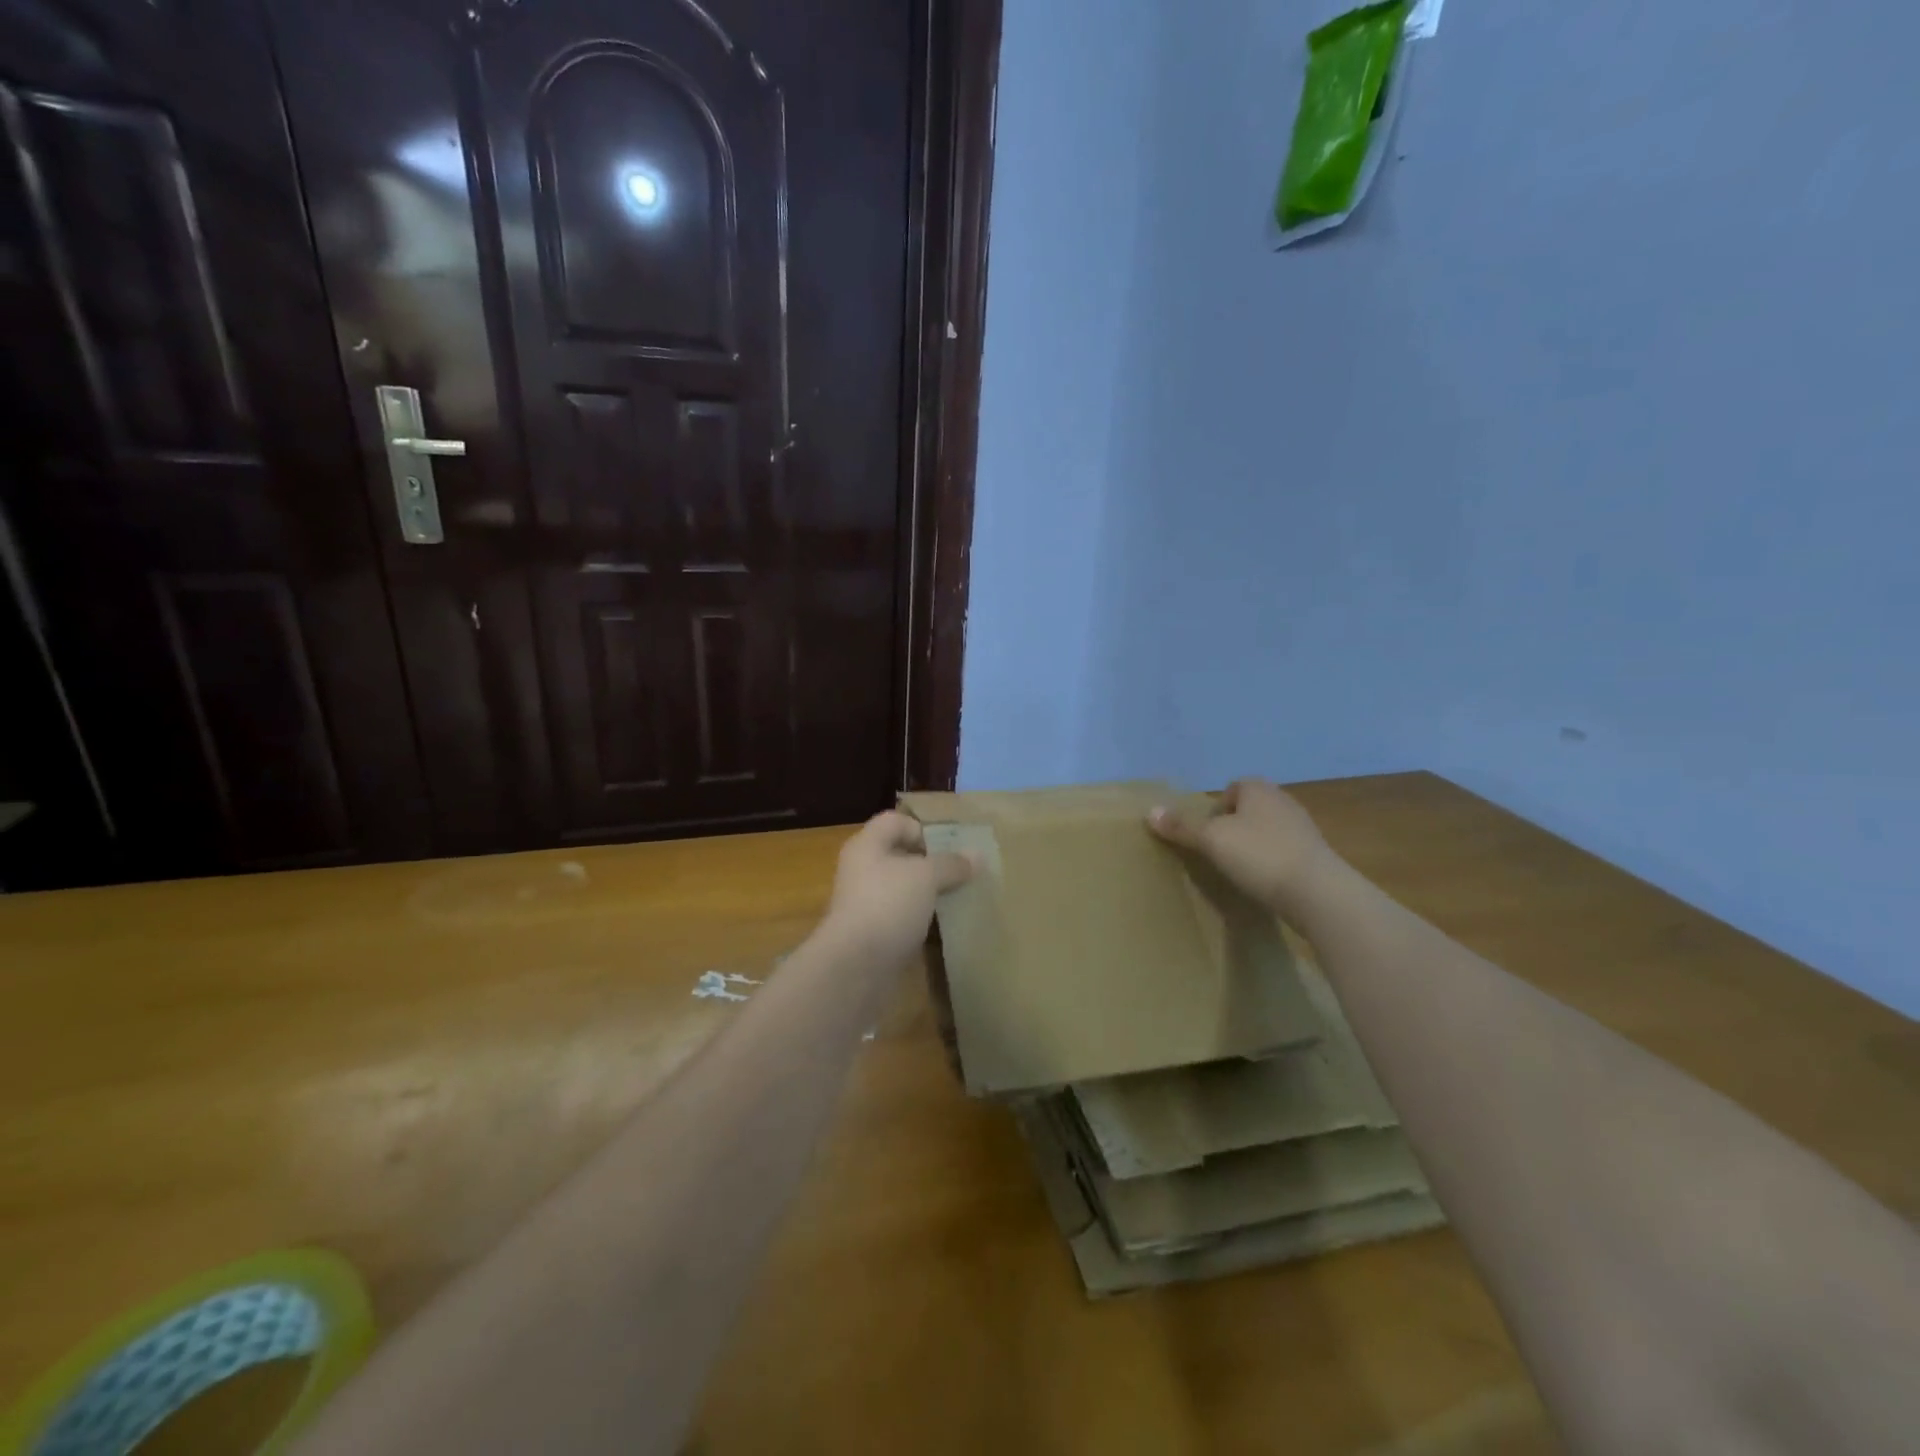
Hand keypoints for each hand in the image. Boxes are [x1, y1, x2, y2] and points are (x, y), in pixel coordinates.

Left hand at [821, 811, 974, 966]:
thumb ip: (952, 864)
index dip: (923, 828)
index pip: (895, 821)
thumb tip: (977, 855)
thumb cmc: (888, 905)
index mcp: (867, 845)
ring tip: (958, 898)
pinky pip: (902, 916)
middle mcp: (862, 869)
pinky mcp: (873, 933)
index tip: (950, 848)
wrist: (854, 967)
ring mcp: (866, 903)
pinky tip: (943, 926)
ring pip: (903, 888)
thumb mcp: (926, 877)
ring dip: (929, 892)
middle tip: (962, 872)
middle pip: (900, 855)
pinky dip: (921, 918)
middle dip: (932, 862)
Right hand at [1147, 778, 1336, 913]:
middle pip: (1248, 809)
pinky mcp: (1315, 856)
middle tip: (1217, 852)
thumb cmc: (1259, 855)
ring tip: (1238, 870)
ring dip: (1252, 846)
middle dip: (1232, 827)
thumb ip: (1182, 826)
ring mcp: (1303, 829)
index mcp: (1258, 789)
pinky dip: (1270, 863)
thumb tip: (1150, 811)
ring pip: (1266, 831)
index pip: (1232, 788)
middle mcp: (1283, 801)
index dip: (1216, 809)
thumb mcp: (1211, 840)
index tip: (1207, 834)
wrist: (1318, 892)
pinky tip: (1262, 882)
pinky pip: (1283, 852)